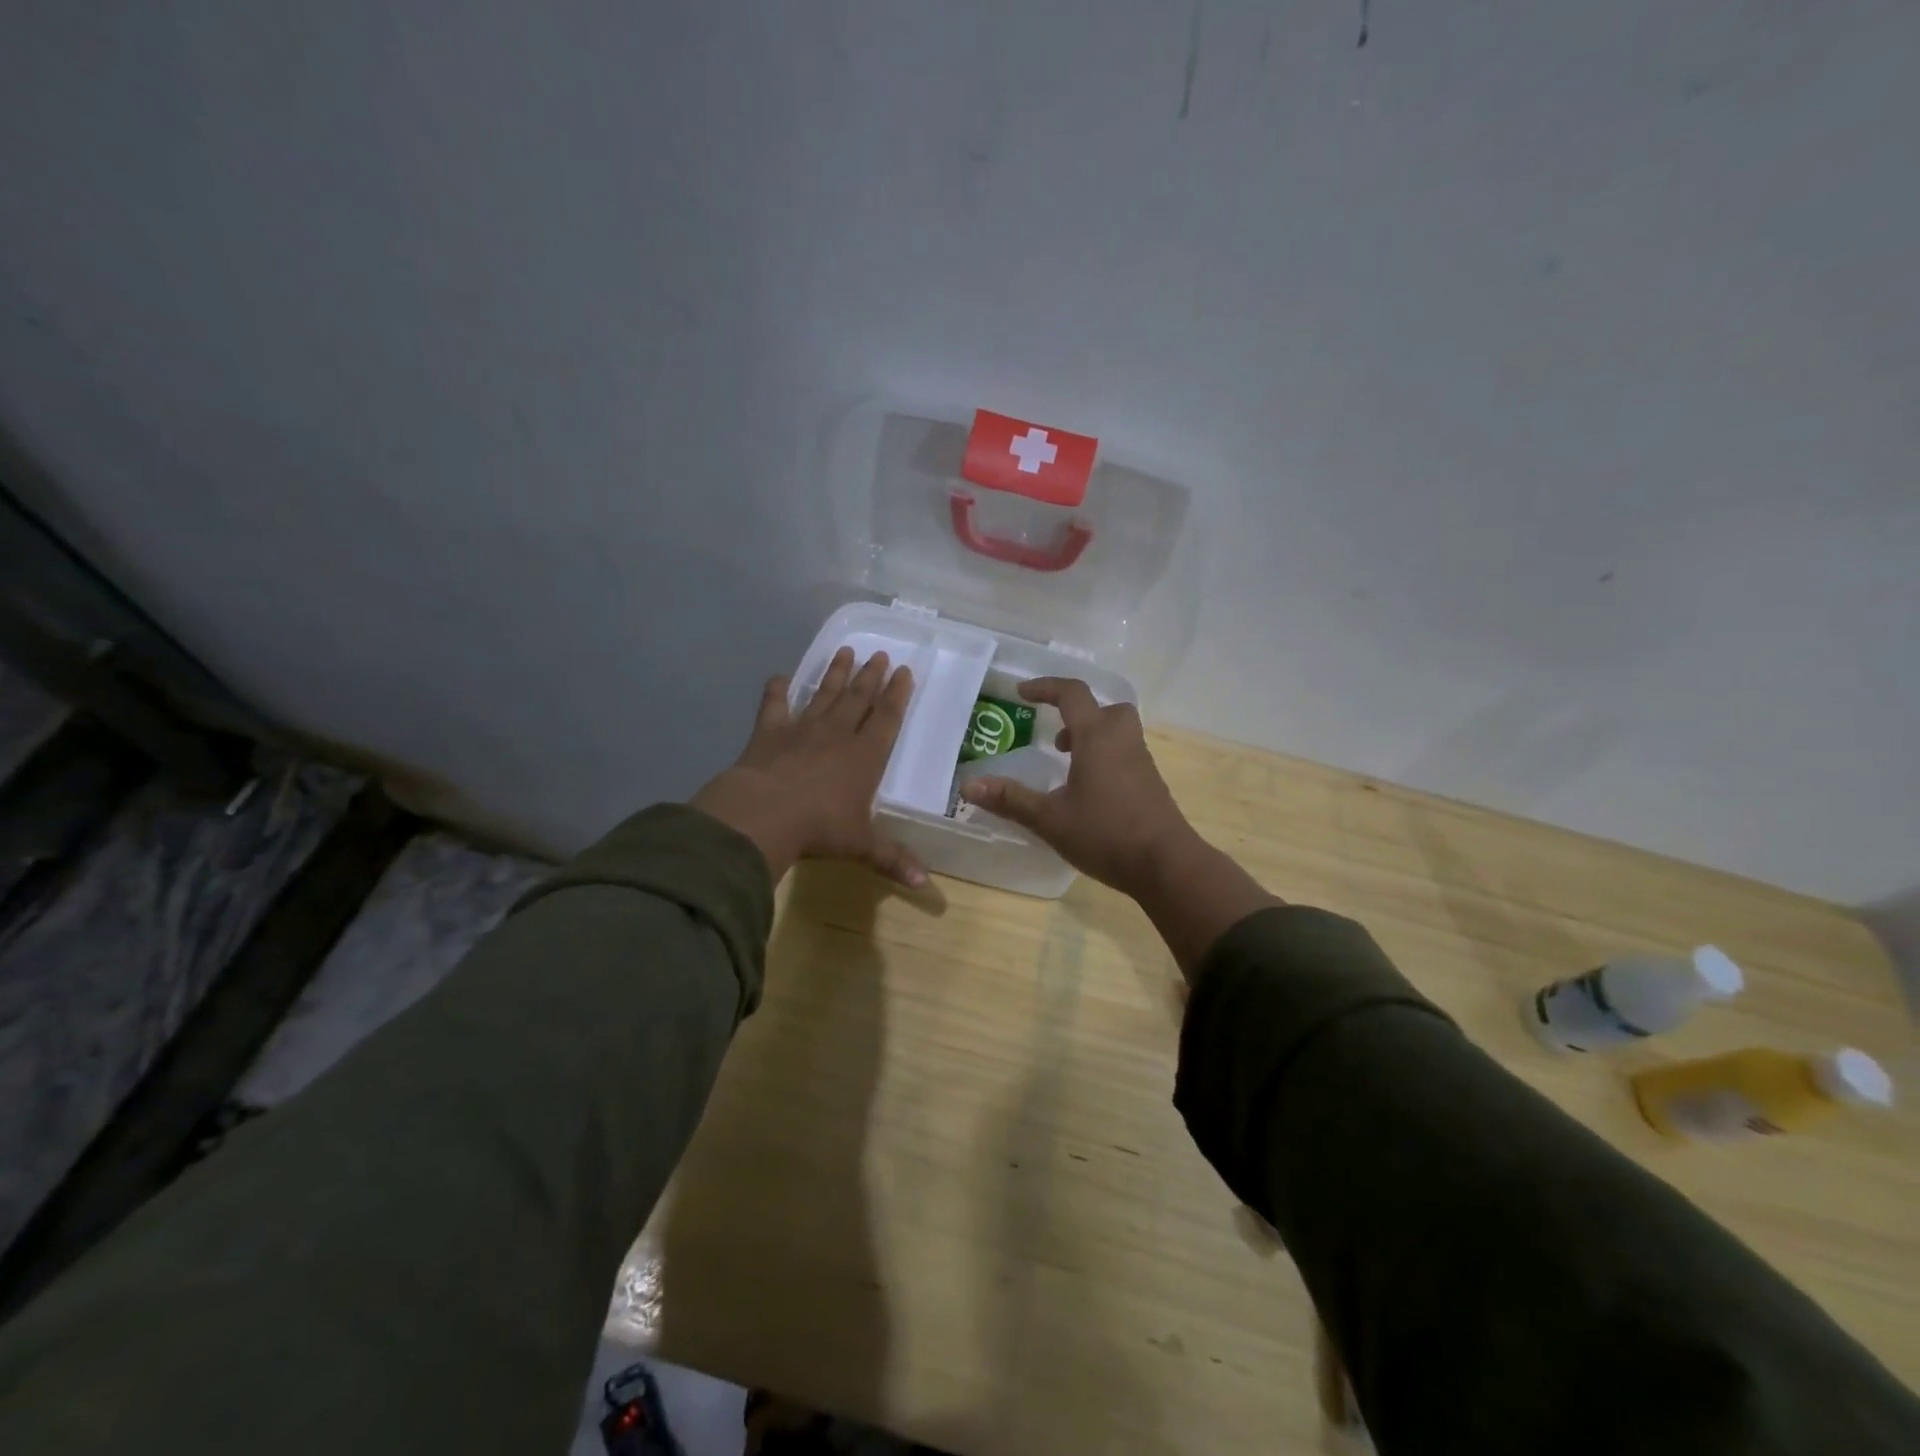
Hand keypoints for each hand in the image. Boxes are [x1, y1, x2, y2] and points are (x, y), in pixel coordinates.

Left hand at [692, 647, 926, 888]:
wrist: (764, 815)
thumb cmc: (820, 828)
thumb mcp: (861, 846)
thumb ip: (892, 859)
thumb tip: (926, 885)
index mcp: (865, 755)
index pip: (887, 717)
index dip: (898, 694)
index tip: (905, 671)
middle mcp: (837, 734)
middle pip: (858, 698)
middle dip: (871, 675)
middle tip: (881, 654)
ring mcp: (802, 729)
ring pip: (824, 694)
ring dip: (835, 673)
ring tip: (845, 651)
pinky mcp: (769, 732)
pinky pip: (775, 705)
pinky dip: (777, 690)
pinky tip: (780, 677)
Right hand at [960, 677, 1279, 976]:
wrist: (1166, 864)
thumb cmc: (1106, 834)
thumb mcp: (1050, 819)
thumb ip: (1011, 800)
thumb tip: (968, 785)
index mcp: (1097, 737)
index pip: (1072, 694)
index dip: (1045, 687)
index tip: (1021, 694)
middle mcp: (1122, 740)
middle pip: (1105, 708)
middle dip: (1078, 715)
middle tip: (1056, 740)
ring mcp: (1141, 762)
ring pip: (1117, 732)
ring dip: (1091, 738)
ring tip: (1068, 767)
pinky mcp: (1151, 783)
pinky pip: (1125, 754)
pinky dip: (1105, 759)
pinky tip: (1090, 794)